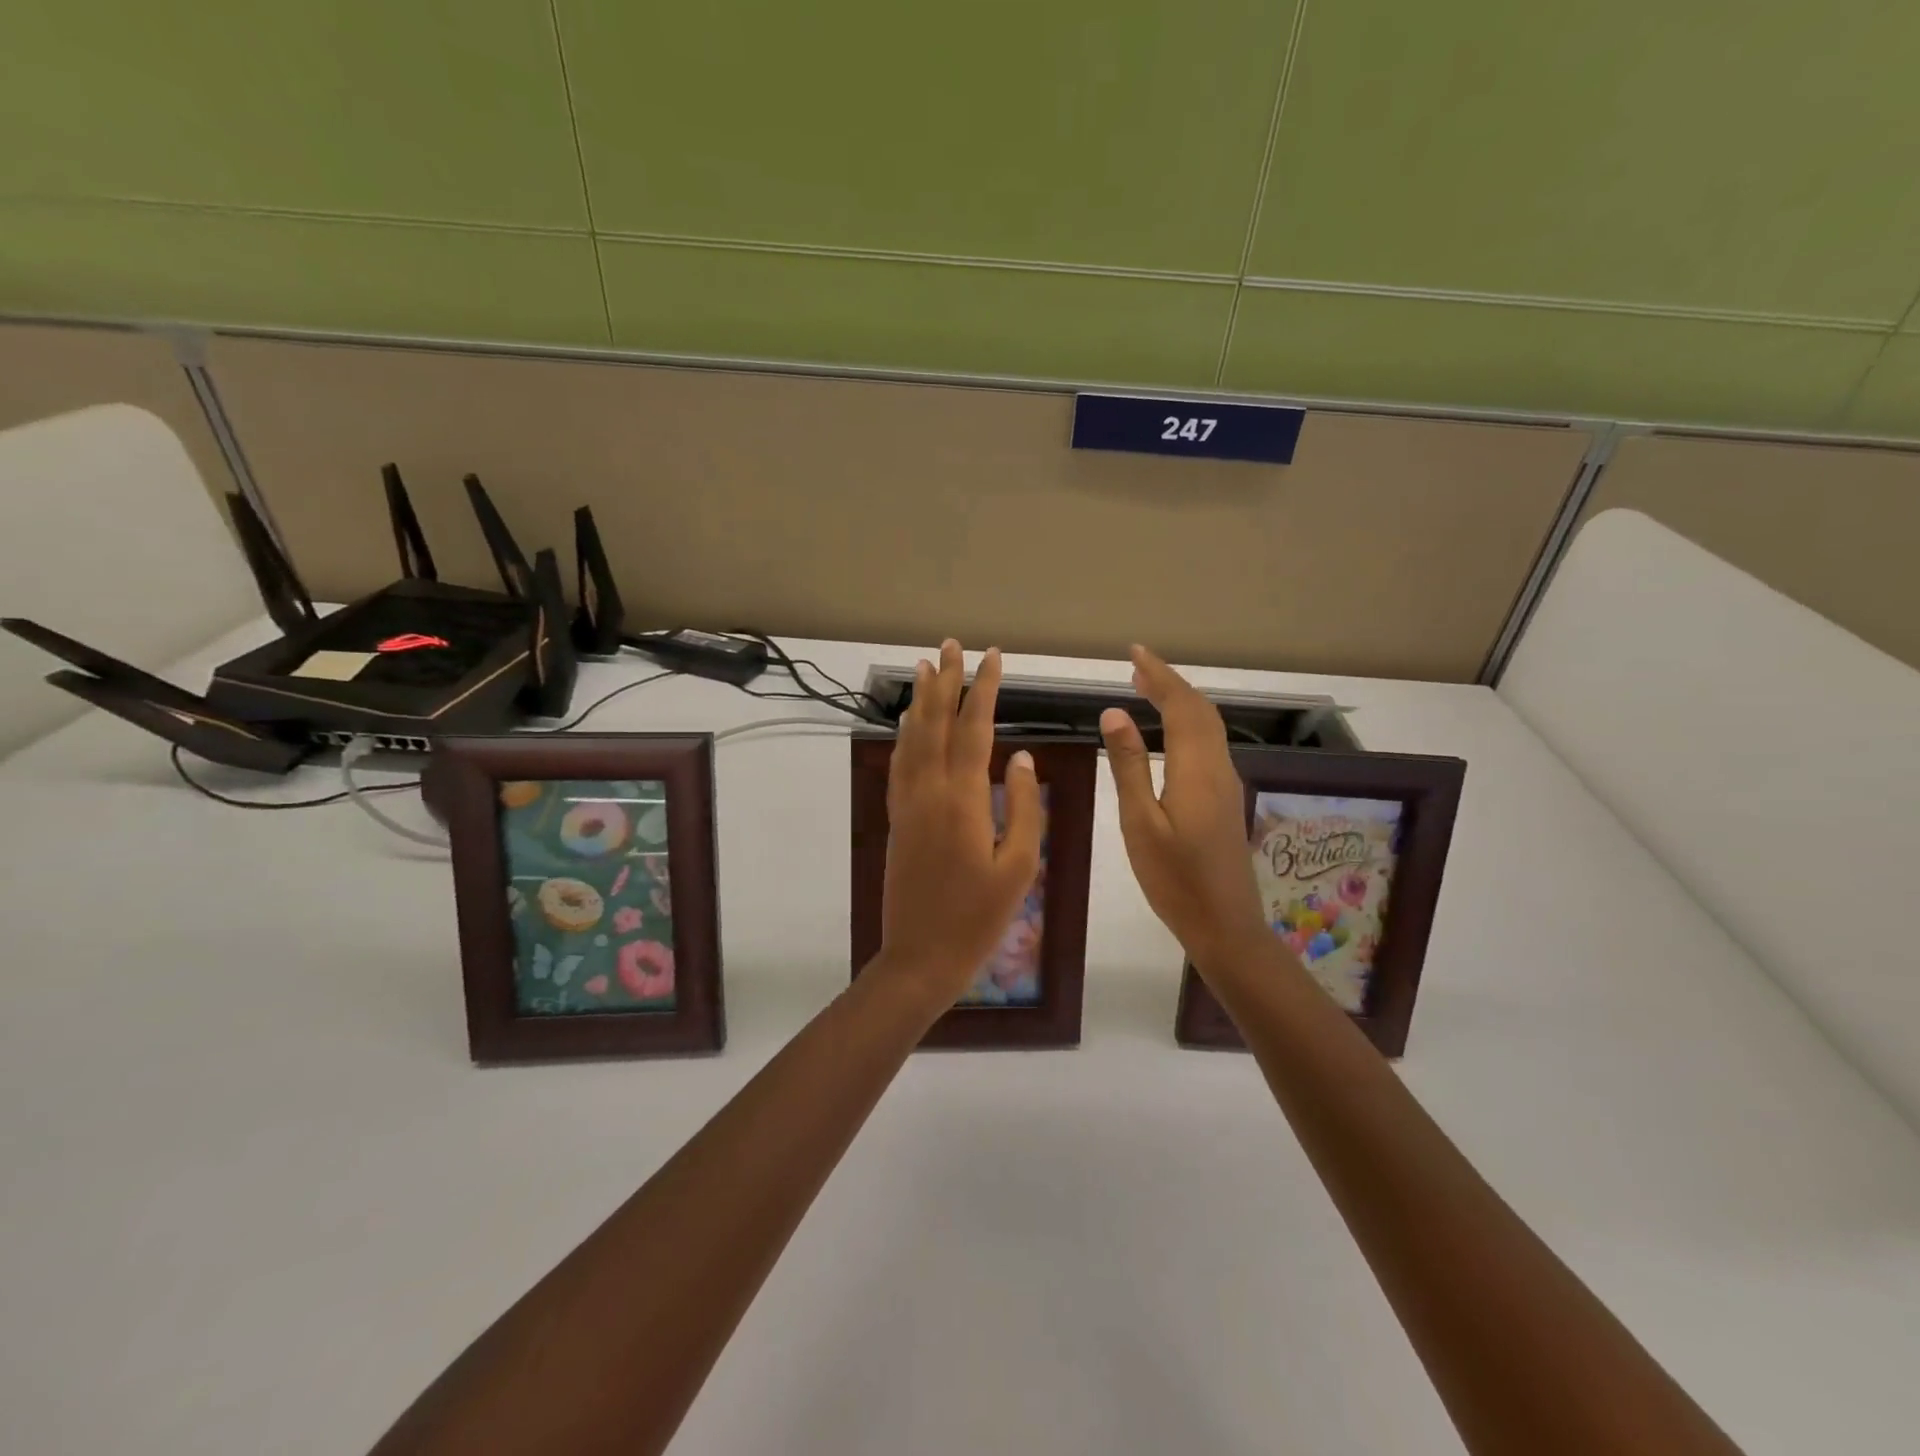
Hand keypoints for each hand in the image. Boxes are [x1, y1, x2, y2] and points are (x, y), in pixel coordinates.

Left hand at [876, 640, 1043, 1005]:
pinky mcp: (897, 819)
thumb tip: (1022, 759)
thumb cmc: (979, 917)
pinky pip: (899, 764)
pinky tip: (908, 723)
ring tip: (926, 667)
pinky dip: (904, 736)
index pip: (975, 729)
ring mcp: (907, 804)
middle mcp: (929, 791)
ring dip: (921, 701)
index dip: (984, 690)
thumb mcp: (1019, 867)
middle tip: (953, 646)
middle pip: (937, 724)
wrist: (920, 955)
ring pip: (912, 739)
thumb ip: (1023, 808)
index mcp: (963, 800)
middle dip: (947, 682)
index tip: (993, 657)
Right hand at [1100, 645, 1266, 967]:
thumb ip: (1129, 766)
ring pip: (1208, 727)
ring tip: (1147, 689)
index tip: (1135, 653)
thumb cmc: (1174, 879)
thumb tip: (1115, 713)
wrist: (1225, 925)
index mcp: (1197, 770)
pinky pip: (1208, 745)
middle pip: (1201, 710)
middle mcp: (1218, 768)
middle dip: (1170, 683)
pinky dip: (1187, 724)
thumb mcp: (1140, 823)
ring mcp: (1226, 784)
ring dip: (1180, 702)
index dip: (1159, 675)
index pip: (1181, 706)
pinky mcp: (1225, 799)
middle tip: (1137, 667)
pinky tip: (1168, 733)